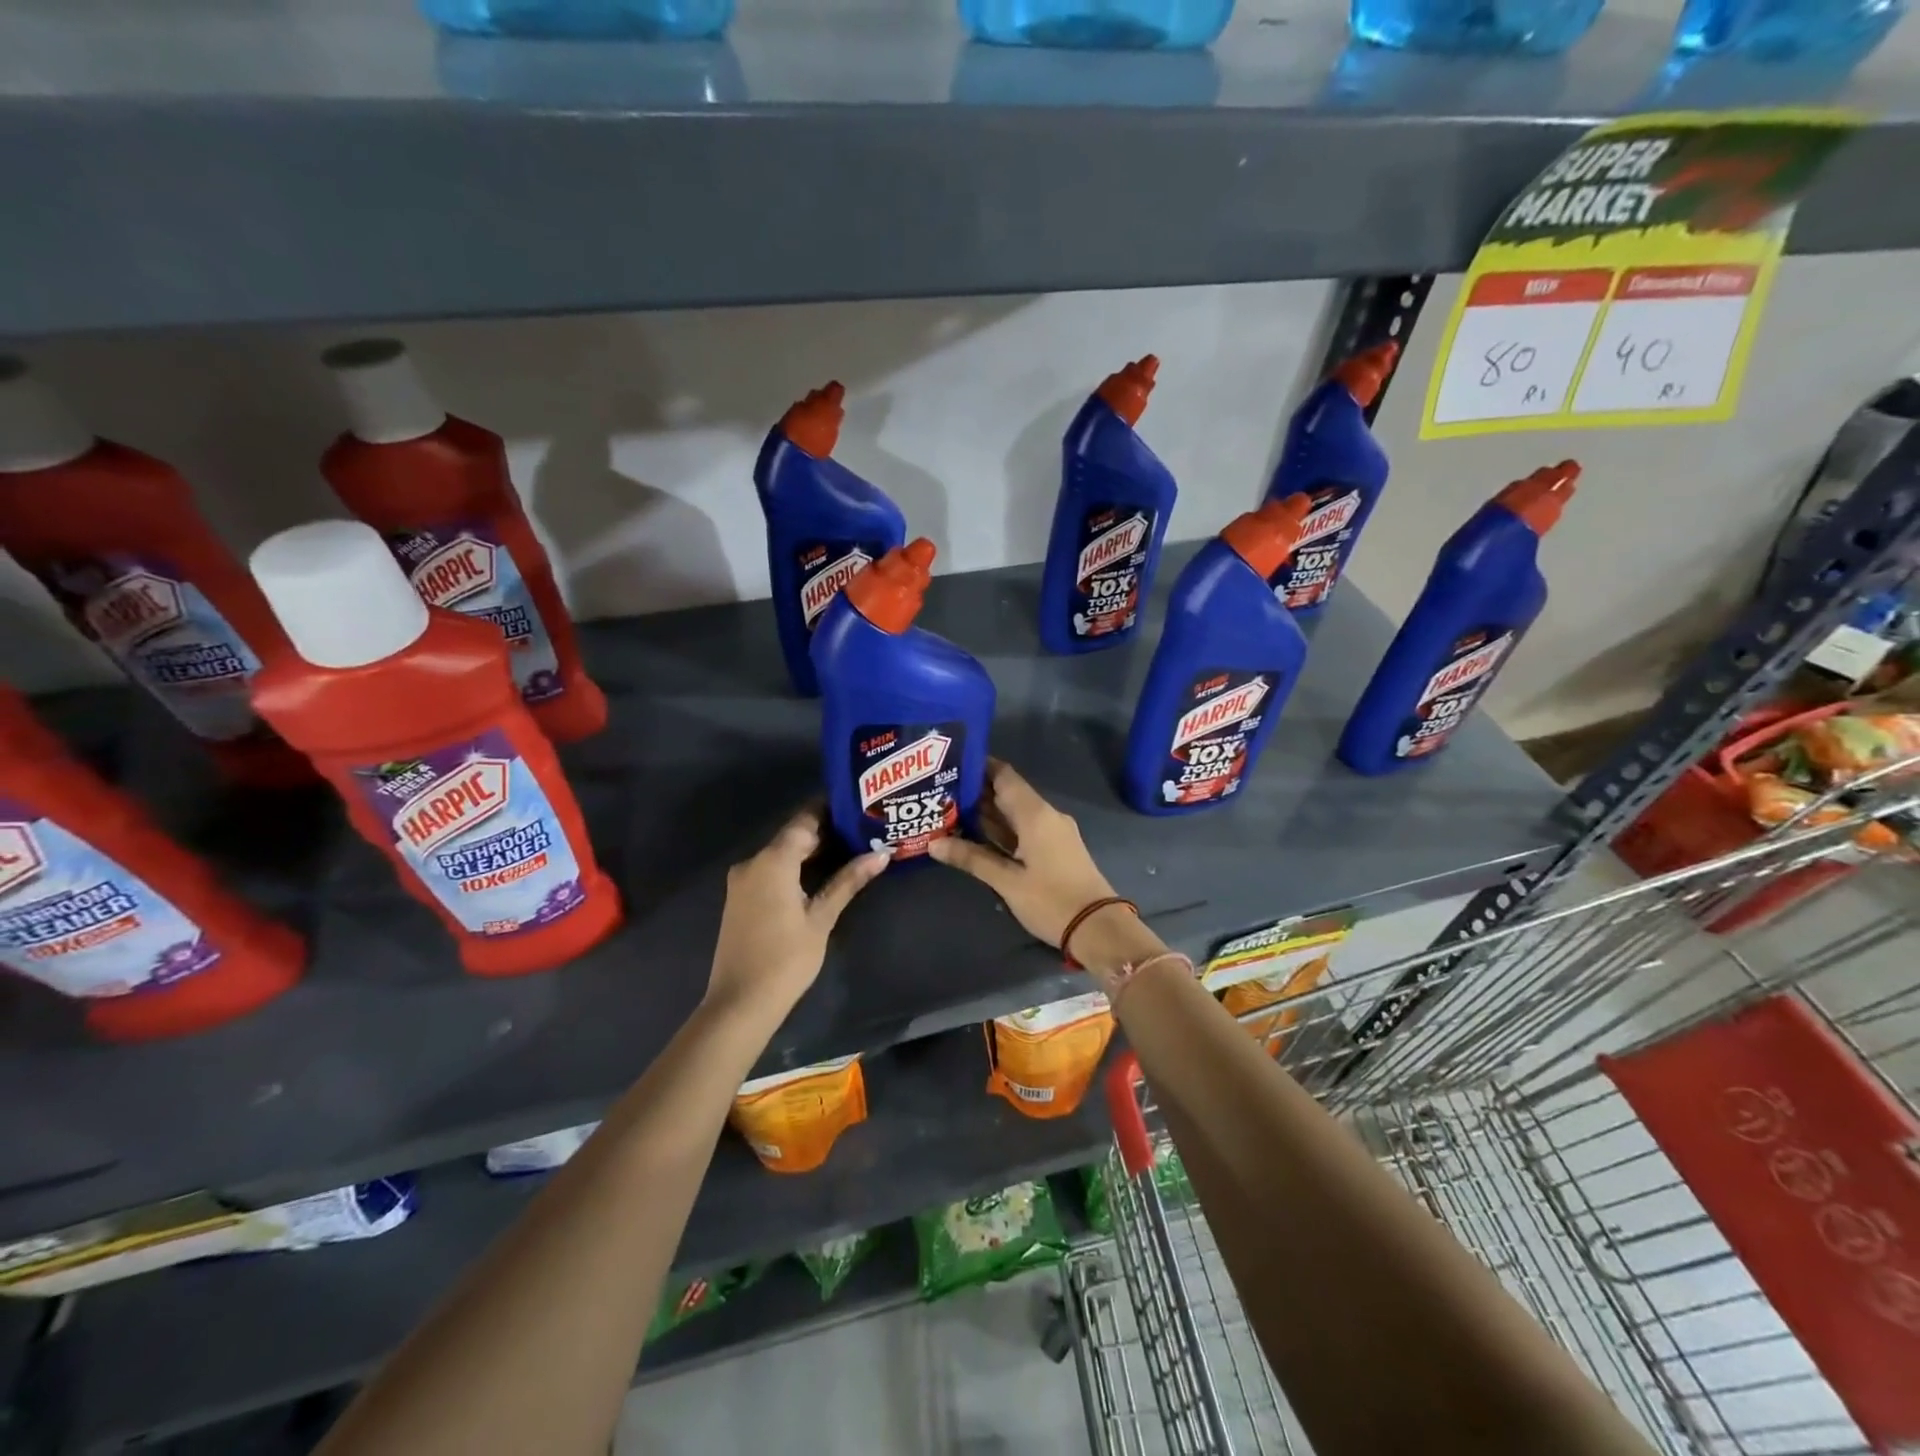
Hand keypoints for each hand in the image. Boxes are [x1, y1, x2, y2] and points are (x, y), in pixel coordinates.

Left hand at [708, 805, 887, 1017]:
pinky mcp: (740, 898)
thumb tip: (881, 854)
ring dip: (810, 850)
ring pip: (781, 853)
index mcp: (772, 861)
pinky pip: (770, 870)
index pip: (804, 821)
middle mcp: (752, 862)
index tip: (858, 805)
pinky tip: (820, 873)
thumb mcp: (822, 918)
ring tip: (850, 849)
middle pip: (792, 836)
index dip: (830, 810)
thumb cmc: (786, 959)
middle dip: (825, 831)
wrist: (740, 1003)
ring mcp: (742, 881)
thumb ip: (848, 881)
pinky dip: (794, 866)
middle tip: (862, 829)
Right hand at [928, 760, 1143, 959]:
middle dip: (976, 791)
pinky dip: (1001, 829)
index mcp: (1035, 814)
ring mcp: (1052, 833)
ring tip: (949, 809)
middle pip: (1007, 794)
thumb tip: (933, 843)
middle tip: (940, 790)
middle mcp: (1045, 815)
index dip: (979, 766)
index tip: (950, 764)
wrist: (1098, 928)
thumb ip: (971, 858)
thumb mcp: (1007, 881)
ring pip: (1014, 814)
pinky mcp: (1055, 849)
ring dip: (987, 812)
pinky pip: (1023, 829)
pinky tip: (976, 834)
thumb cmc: (1051, 900)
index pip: (1004, 776)